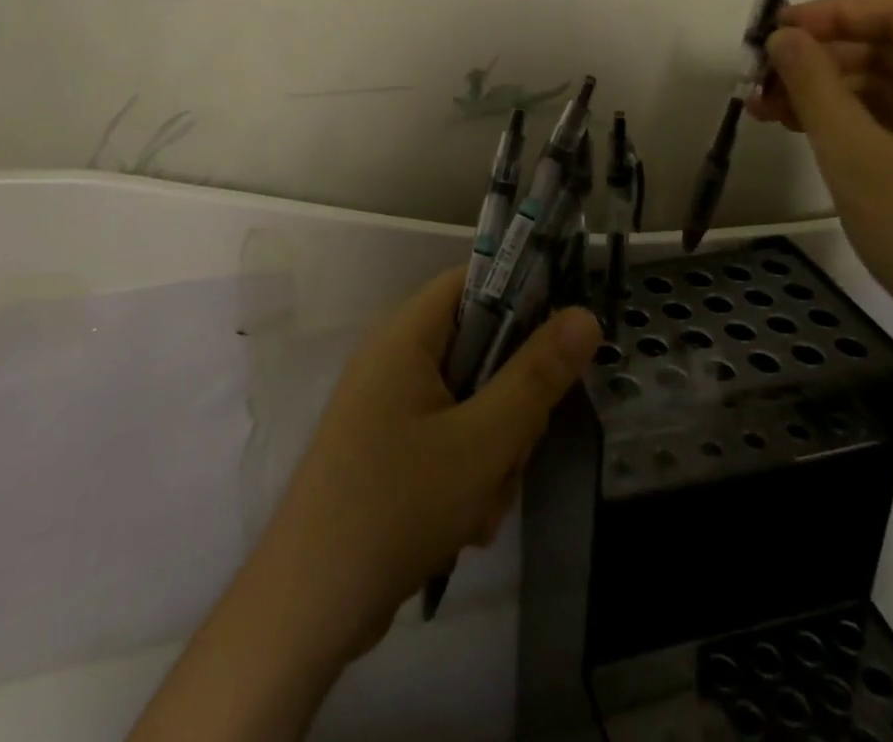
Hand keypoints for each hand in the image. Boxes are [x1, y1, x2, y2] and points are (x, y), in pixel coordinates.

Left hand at [259, 267, 602, 661]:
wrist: (308, 610)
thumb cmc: (396, 506)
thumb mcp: (483, 442)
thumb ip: (537, 376)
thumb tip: (585, 315)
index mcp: (406, 336)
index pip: (472, 281)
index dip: (521, 294)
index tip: (560, 338)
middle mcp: (394, 359)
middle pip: (479, 348)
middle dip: (509, 403)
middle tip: (513, 449)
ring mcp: (389, 406)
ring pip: (471, 401)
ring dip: (493, 450)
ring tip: (482, 501)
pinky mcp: (389, 448)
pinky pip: (449, 437)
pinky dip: (467, 473)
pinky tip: (465, 522)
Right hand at [745, 0, 892, 400]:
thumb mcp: (857, 155)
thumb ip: (814, 84)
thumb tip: (782, 36)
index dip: (829, 14)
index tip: (771, 33)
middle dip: (823, 60)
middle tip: (759, 81)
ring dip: (833, 93)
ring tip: (768, 111)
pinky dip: (859, 121)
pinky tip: (808, 133)